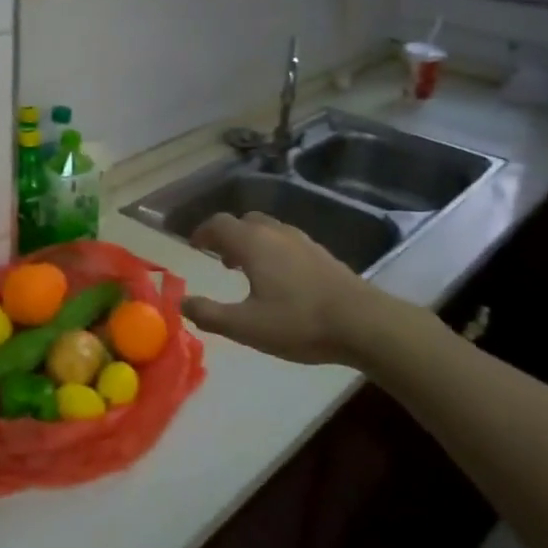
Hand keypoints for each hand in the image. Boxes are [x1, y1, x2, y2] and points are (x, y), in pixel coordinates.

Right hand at [183, 212, 420, 368]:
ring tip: (248, 269)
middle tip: (220, 258)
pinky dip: (273, 249)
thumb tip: (182, 303)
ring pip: (268, 229)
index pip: (218, 224)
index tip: (194, 246)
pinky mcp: (322, 254)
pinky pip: (287, 241)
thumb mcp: (246, 327)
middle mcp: (275, 233)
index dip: (202, 233)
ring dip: (251, 241)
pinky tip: (281, 279)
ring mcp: (303, 241)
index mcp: (252, 243)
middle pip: (244, 221)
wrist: (365, 324)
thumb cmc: (299, 323)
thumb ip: (210, 314)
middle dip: (227, 235)